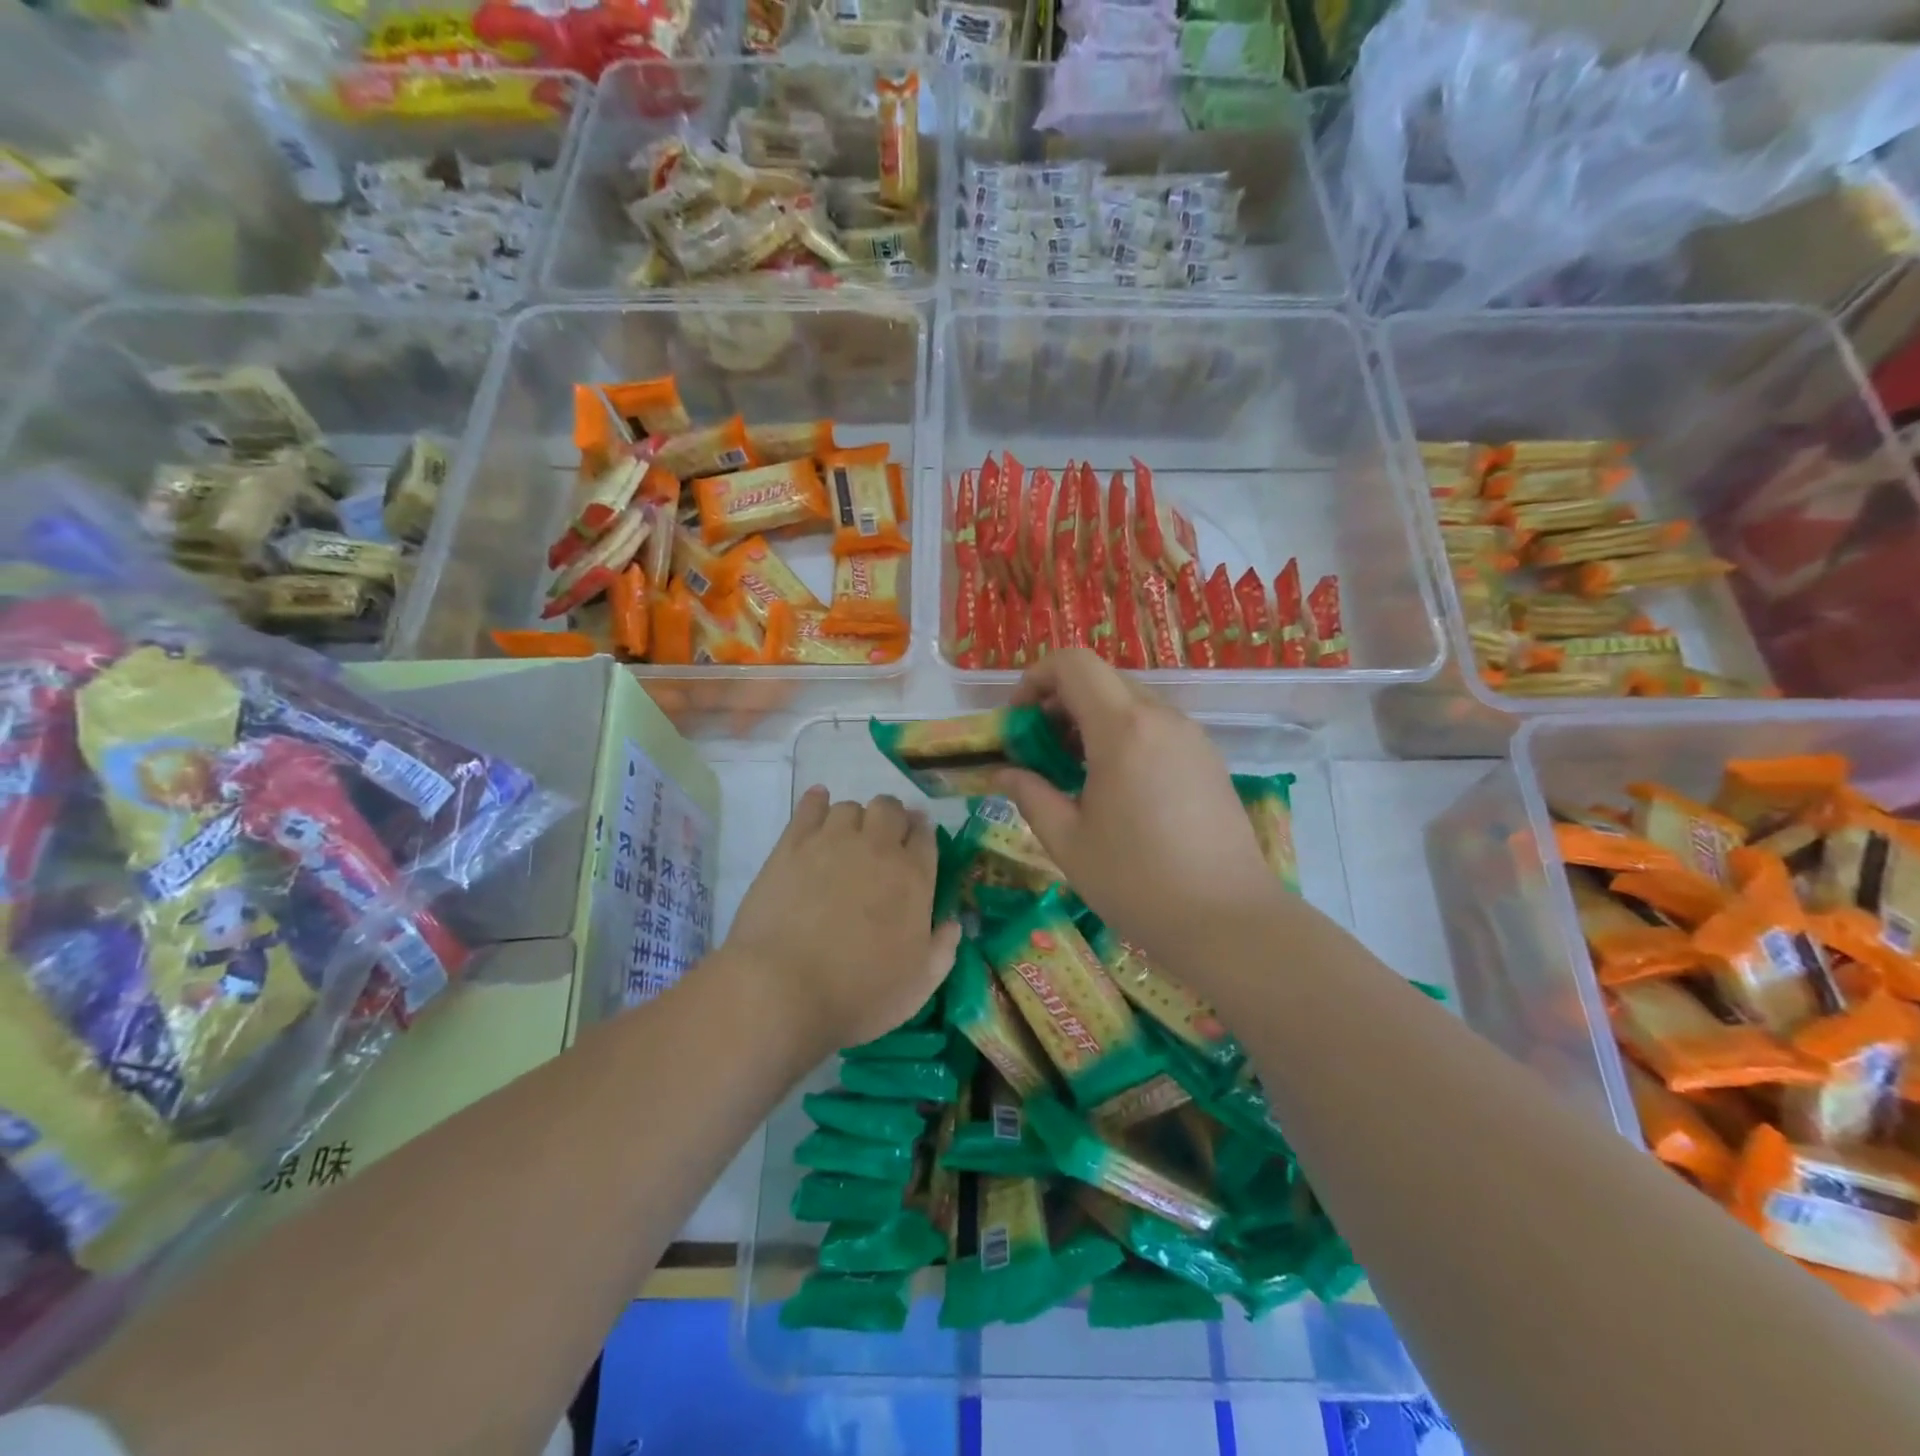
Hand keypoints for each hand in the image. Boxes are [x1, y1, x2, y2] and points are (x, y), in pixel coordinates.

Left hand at [723, 786, 960, 1058]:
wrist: (784, 988)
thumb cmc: (859, 993)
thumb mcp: (919, 985)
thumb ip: (943, 949)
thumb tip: (954, 923)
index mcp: (914, 877)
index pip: (926, 835)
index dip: (922, 834)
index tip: (916, 842)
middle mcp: (878, 848)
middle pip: (890, 809)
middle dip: (892, 818)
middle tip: (883, 842)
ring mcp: (832, 841)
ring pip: (850, 807)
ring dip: (856, 818)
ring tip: (848, 838)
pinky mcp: (791, 845)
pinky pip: (809, 807)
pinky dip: (817, 801)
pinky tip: (818, 803)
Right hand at [997, 650, 1282, 974]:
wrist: (1228, 921)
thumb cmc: (1136, 882)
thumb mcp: (1067, 841)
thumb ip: (1030, 794)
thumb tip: (1003, 772)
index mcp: (1122, 728)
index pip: (1073, 663)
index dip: (1035, 678)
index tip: (1019, 721)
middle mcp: (1161, 717)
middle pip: (1101, 678)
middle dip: (1060, 702)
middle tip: (1040, 750)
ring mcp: (1191, 736)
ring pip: (1130, 701)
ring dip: (1093, 719)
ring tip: (1075, 772)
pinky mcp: (1208, 758)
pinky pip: (1156, 725)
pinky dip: (1124, 735)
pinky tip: (1117, 787)